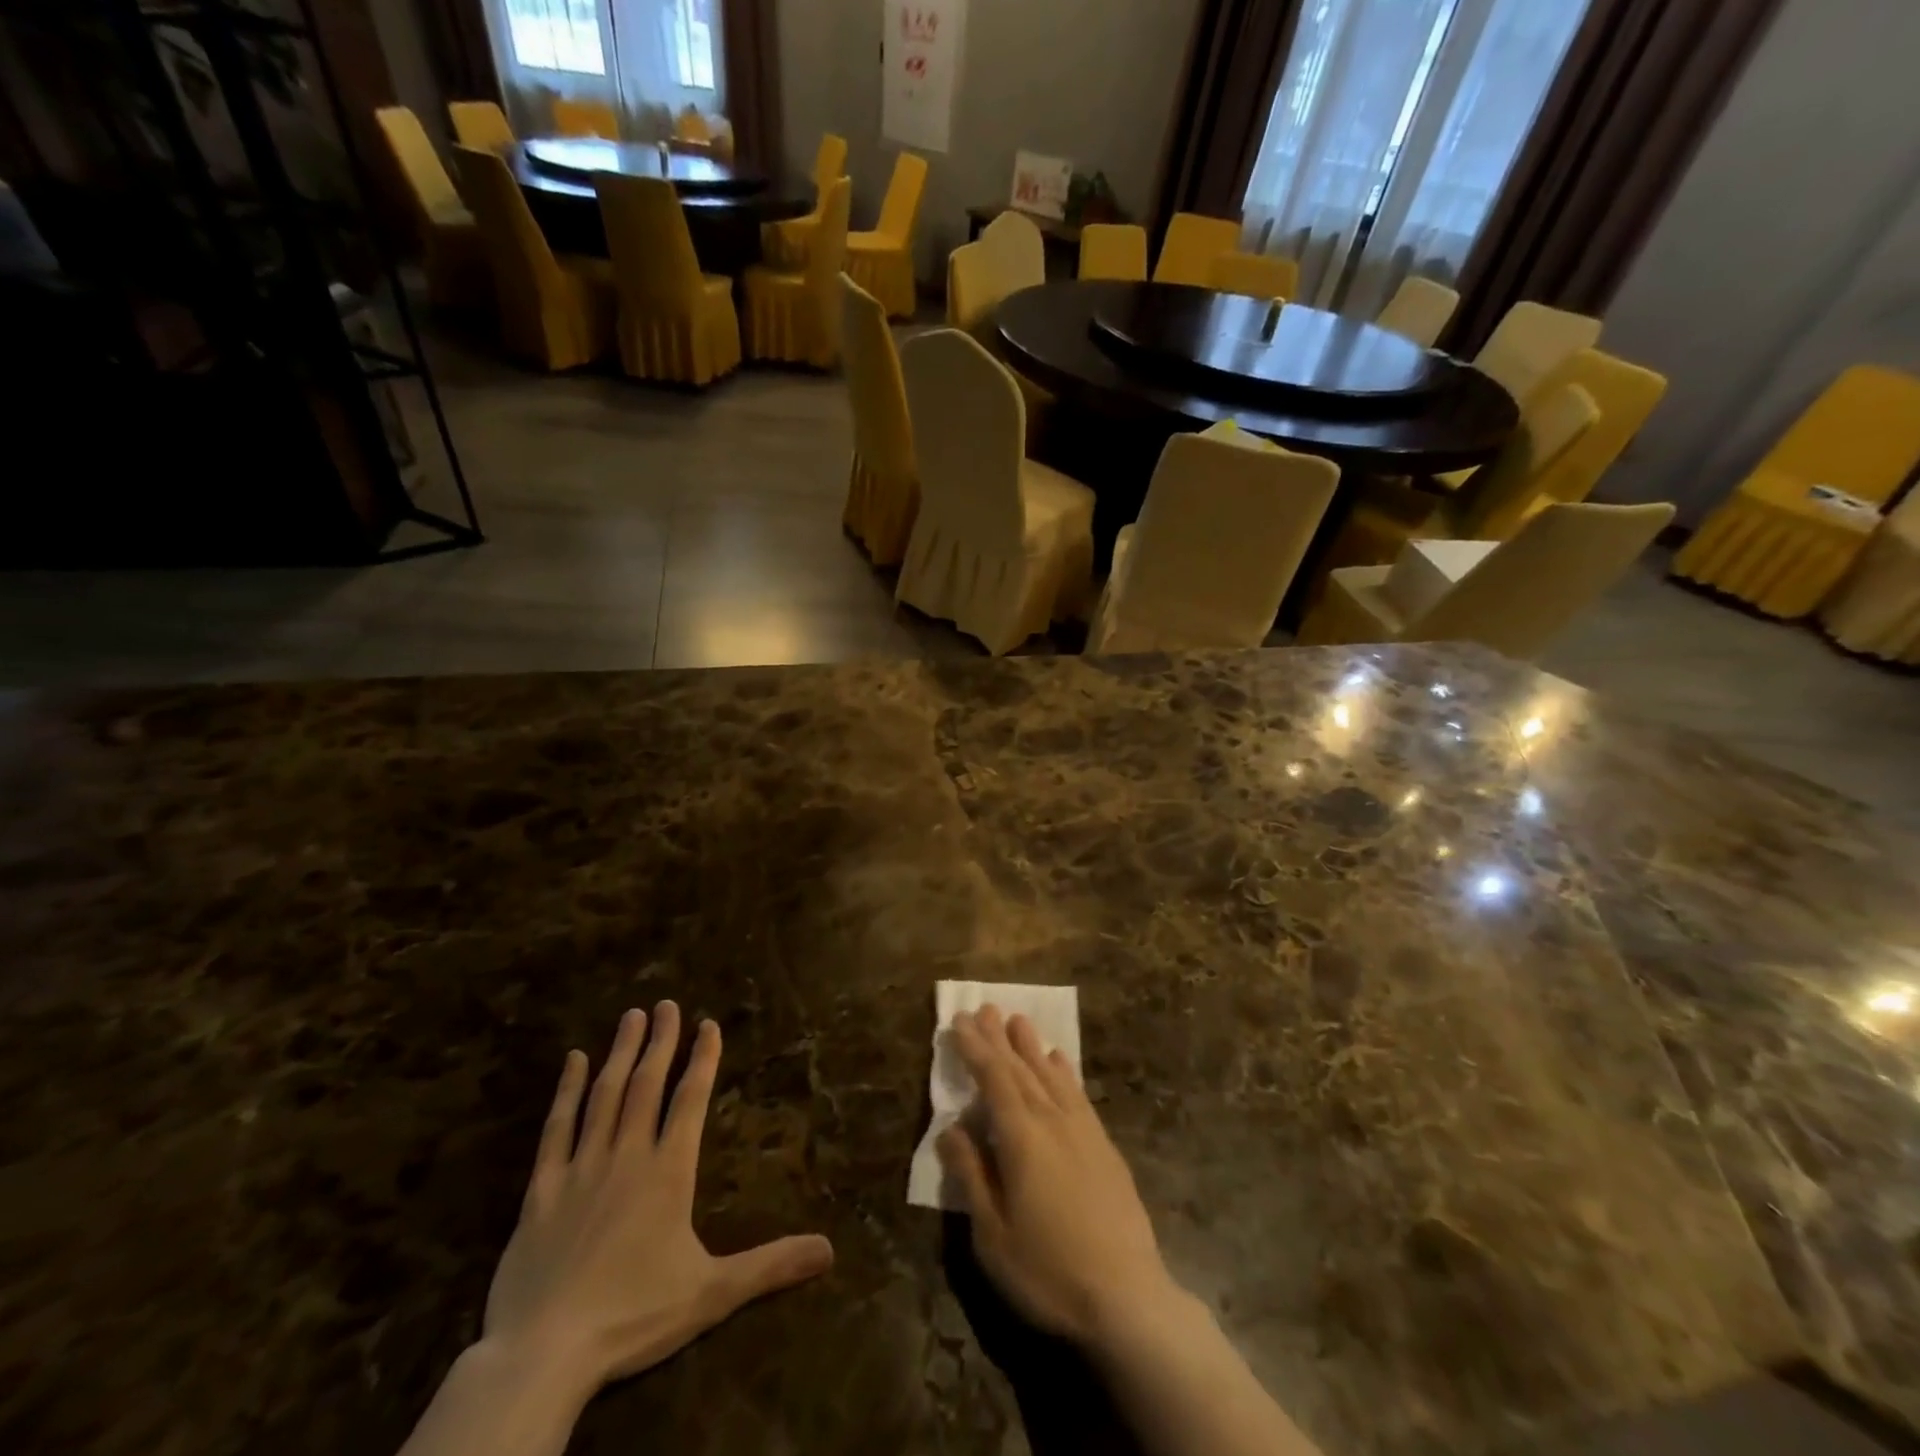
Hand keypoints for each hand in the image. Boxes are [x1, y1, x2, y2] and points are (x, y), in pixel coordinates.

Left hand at [481, 1003, 834, 1394]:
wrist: (542, 1356)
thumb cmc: (633, 1317)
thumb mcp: (712, 1294)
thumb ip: (771, 1265)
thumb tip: (830, 1250)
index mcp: (669, 1172)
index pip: (691, 1100)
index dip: (702, 1059)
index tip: (708, 1024)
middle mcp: (627, 1156)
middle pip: (647, 1085)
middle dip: (660, 1041)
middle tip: (666, 1003)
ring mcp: (581, 1169)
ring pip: (605, 1096)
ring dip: (620, 1053)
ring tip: (630, 1016)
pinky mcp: (541, 1191)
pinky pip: (555, 1130)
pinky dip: (566, 1092)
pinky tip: (573, 1061)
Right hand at [936, 1005, 1176, 1348]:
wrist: (1128, 1297)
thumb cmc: (1049, 1270)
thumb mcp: (993, 1234)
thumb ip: (971, 1175)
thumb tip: (949, 1129)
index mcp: (1021, 1137)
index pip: (993, 1079)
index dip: (975, 1049)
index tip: (960, 1021)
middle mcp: (1052, 1120)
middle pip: (1020, 1069)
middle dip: (999, 1038)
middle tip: (984, 1008)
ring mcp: (1083, 1130)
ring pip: (1050, 1075)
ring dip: (1031, 1046)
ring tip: (1018, 1020)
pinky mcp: (1104, 1145)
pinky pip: (1078, 1093)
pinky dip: (1064, 1072)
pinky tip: (1059, 1061)